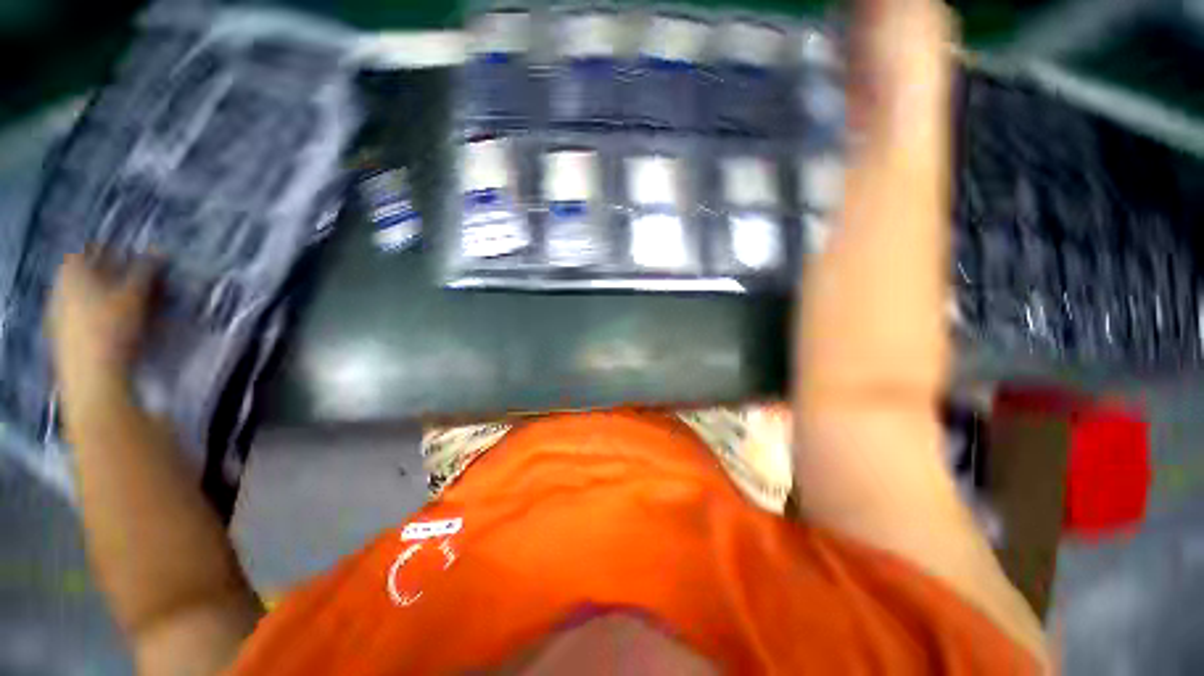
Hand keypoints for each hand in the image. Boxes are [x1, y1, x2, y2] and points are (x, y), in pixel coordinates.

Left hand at [48, 252, 155, 394]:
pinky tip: (120, 324)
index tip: (131, 255)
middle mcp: (60, 291)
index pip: (87, 251)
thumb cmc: (112, 329)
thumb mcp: (136, 296)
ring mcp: (60, 318)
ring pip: (86, 297)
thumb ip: (146, 271)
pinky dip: (102, 315)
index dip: (109, 250)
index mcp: (71, 275)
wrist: (94, 380)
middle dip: (112, 275)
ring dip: (109, 296)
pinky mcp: (67, 339)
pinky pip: (84, 317)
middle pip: (86, 275)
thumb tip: (160, 252)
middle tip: (137, 279)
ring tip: (134, 303)